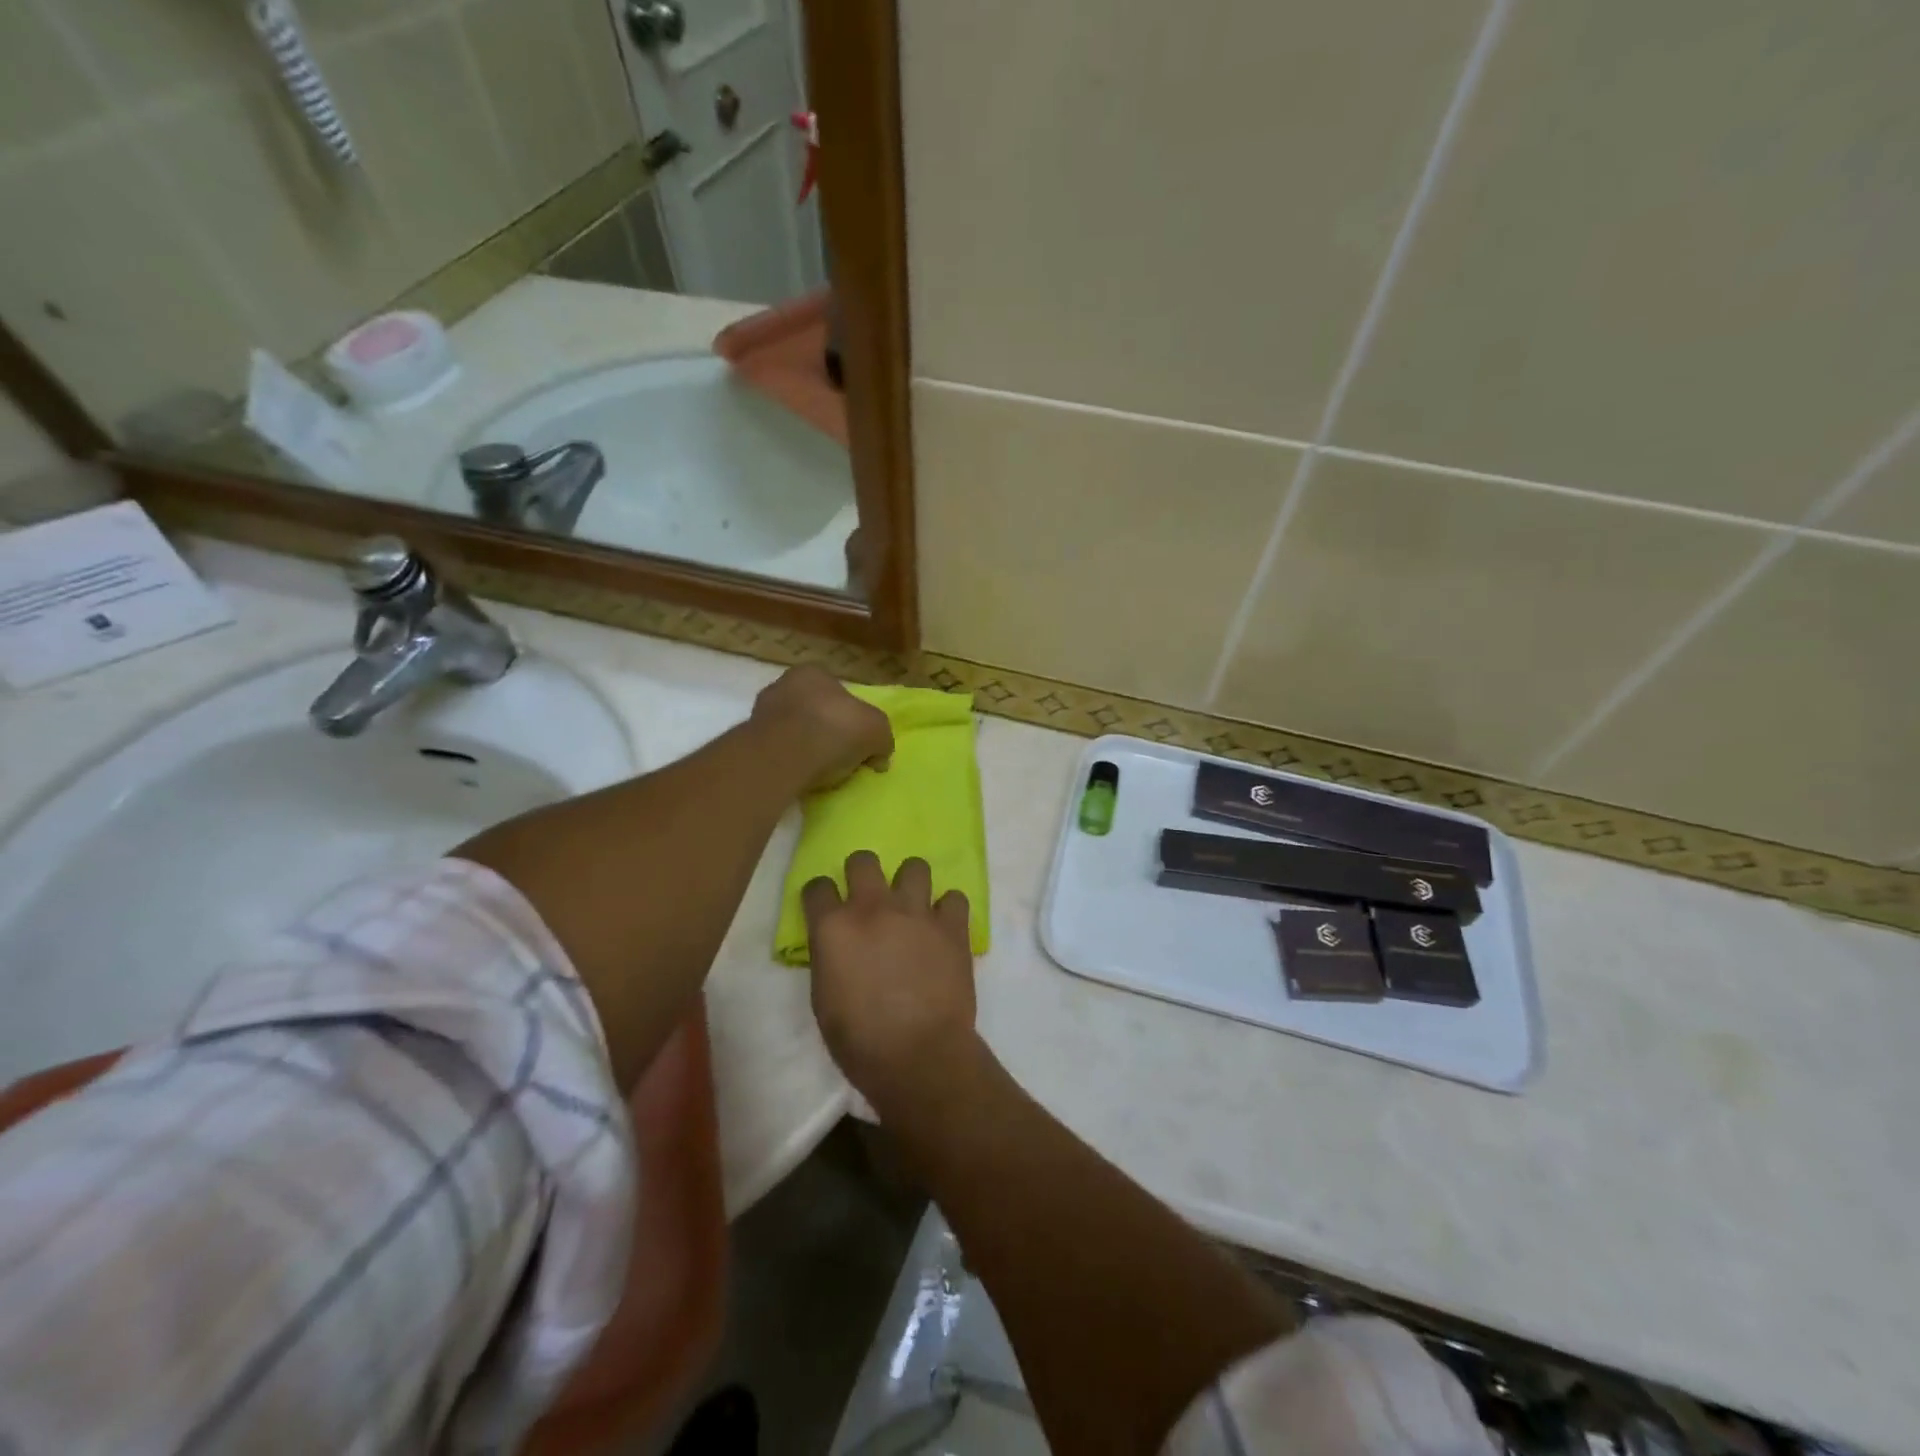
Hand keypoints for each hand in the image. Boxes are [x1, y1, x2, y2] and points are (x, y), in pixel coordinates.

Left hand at [751, 666, 892, 792]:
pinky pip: (778, 752)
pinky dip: (789, 762)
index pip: (837, 691)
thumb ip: (882, 739)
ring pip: (792, 730)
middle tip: (840, 757)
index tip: (857, 740)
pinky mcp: (749, 742)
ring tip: (820, 771)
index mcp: (813, 673)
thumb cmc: (834, 729)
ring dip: (805, 747)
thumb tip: (879, 757)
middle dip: (825, 730)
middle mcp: (783, 685)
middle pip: (813, 710)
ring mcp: (761, 713)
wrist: (783, 756)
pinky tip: (800, 776)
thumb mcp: (876, 730)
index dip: (851, 715)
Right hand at [803, 852, 978, 1114]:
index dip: (821, 896)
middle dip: (863, 873)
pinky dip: (948, 910)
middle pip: (863, 860)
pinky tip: (944, 928)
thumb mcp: (824, 999)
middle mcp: (873, 907)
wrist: (919, 1056)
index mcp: (834, 927)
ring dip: (910, 884)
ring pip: (914, 866)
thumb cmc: (859, 1040)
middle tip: (870, 899)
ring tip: (913, 908)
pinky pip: (954, 897)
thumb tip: (840, 946)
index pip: (818, 887)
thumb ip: (830, 958)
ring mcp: (916, 912)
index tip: (826, 907)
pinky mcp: (952, 925)